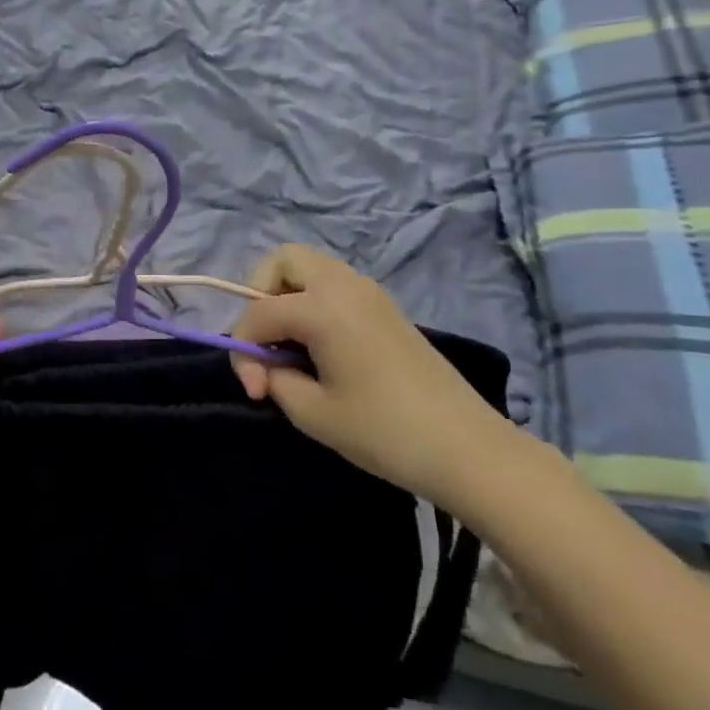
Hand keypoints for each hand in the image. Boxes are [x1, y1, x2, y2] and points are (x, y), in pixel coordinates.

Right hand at [227, 245, 513, 511]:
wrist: (466, 447)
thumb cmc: (384, 431)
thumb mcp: (312, 413)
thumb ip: (274, 379)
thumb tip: (265, 367)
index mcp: (323, 307)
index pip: (258, 312)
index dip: (243, 350)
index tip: (254, 391)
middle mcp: (343, 285)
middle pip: (283, 262)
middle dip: (259, 295)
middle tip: (264, 341)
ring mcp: (368, 291)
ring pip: (310, 268)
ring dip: (286, 296)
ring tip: (288, 344)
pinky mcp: (384, 306)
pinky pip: (333, 284)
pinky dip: (312, 301)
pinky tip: (318, 345)